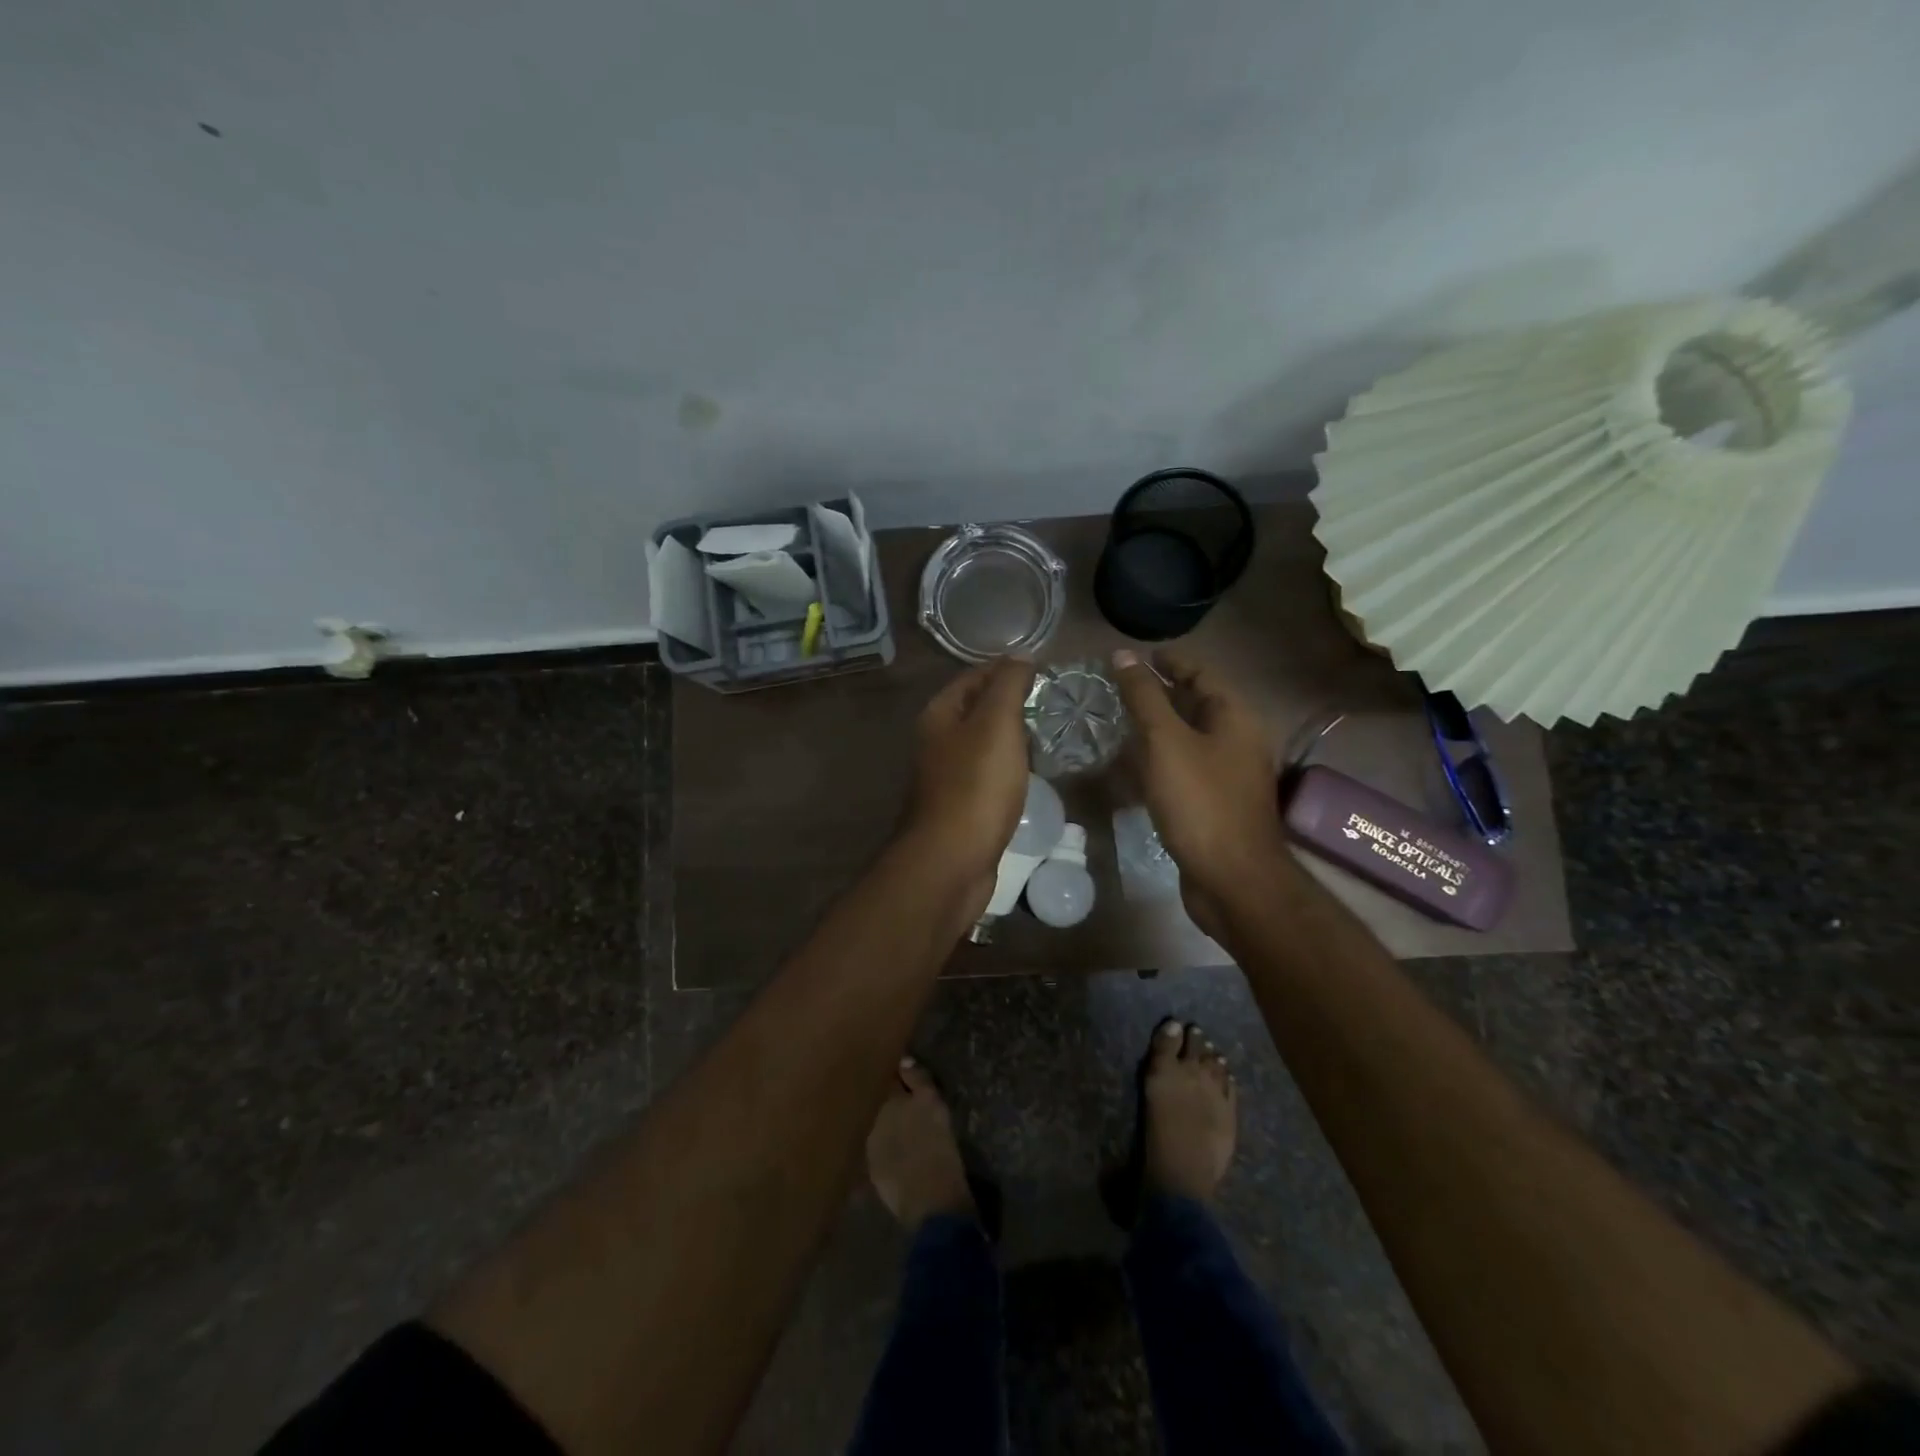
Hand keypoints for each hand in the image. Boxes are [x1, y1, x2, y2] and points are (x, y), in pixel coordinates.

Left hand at [900, 656, 1036, 892]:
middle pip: (977, 710)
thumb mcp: (996, 724)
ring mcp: (947, 776)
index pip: (974, 677)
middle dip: (1011, 702)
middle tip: (1054, 702)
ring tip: (1050, 733)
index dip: (1007, 669)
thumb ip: (1008, 685)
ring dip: (1012, 737)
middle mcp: (937, 742)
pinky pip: (988, 775)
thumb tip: (1020, 655)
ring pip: (983, 744)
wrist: (951, 861)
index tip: (1045, 670)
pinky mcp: (961, 807)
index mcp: (939, 715)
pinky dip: (1009, 768)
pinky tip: (1031, 773)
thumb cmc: (975, 786)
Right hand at [1111, 648, 1295, 937]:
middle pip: (1196, 705)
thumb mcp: (1166, 742)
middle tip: (1116, 689)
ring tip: (1116, 724)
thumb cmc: (1200, 802)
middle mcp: (1238, 740)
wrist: (1232, 879)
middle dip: (1158, 694)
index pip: (1201, 672)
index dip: (1169, 660)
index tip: (1134, 657)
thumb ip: (1144, 697)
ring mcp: (1229, 775)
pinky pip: (1184, 770)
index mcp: (1235, 717)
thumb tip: (1123, 655)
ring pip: (1188, 740)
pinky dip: (1159, 763)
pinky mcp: (1215, 804)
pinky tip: (1130, 770)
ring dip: (1156, 730)